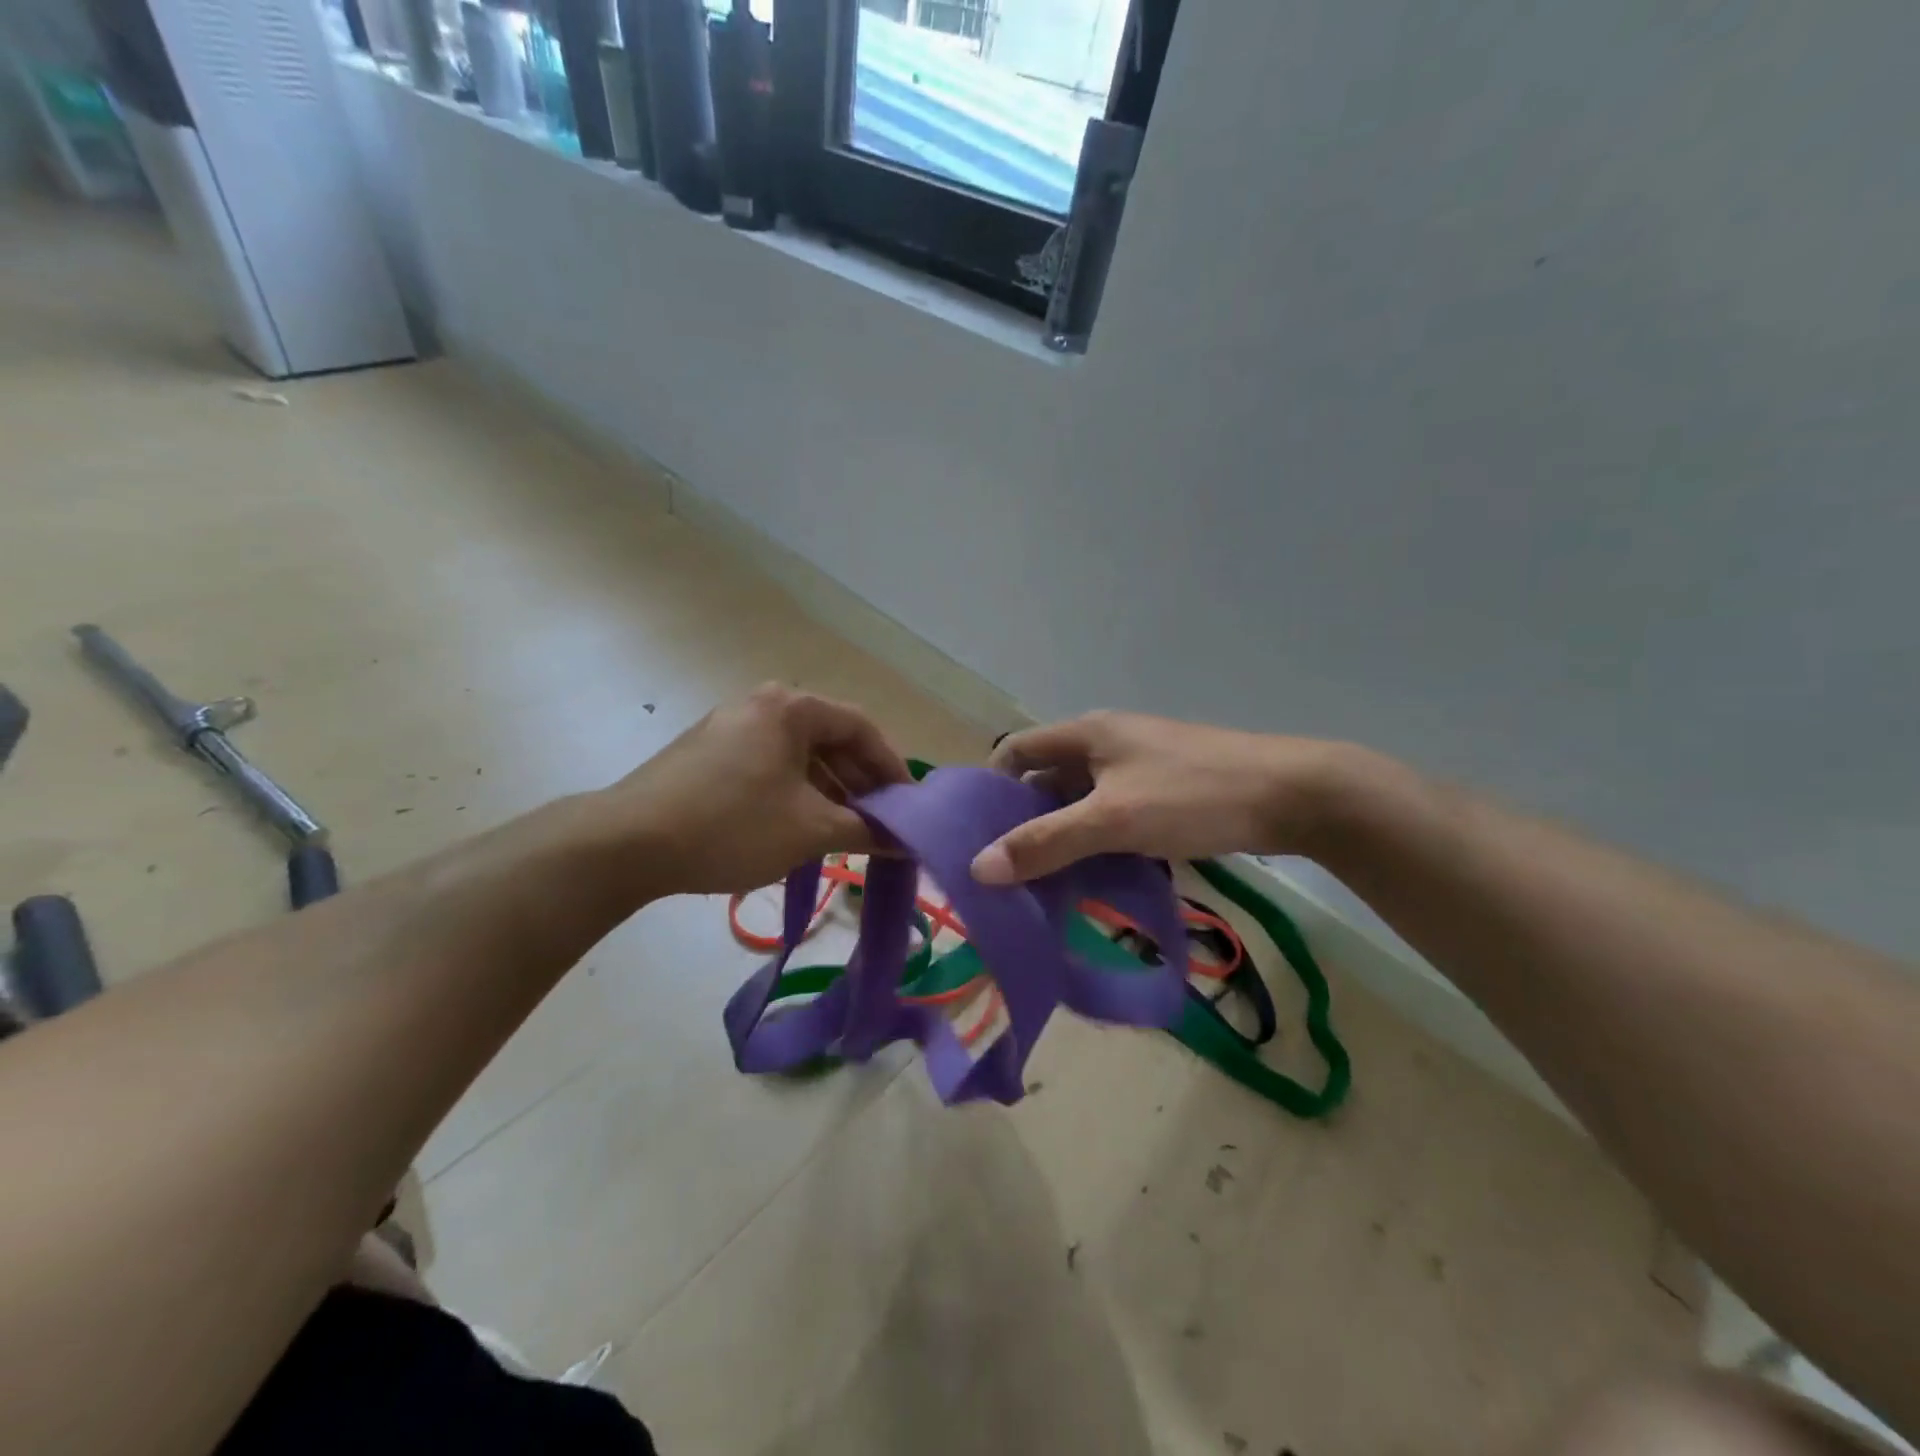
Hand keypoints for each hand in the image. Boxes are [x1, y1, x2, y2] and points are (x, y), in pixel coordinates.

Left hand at [607, 684, 909, 896]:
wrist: (627, 843)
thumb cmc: (732, 825)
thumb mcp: (810, 829)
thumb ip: (867, 831)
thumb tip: (908, 842)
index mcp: (790, 707)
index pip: (861, 728)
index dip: (892, 768)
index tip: (907, 807)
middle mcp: (761, 706)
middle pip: (830, 740)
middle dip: (860, 784)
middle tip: (880, 824)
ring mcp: (729, 728)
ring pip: (799, 757)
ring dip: (829, 793)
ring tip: (845, 833)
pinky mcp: (707, 755)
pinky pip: (769, 767)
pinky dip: (795, 794)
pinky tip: (800, 829)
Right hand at [970, 711, 1362, 884]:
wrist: (1294, 794)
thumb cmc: (1193, 795)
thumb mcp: (1112, 820)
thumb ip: (1045, 842)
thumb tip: (977, 867)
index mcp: (1086, 734)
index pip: (1016, 750)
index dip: (991, 786)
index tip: (976, 835)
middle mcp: (1106, 743)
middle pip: (1046, 779)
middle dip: (1024, 821)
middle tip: (1007, 873)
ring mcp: (1138, 767)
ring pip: (1081, 801)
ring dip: (1062, 836)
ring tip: (1044, 886)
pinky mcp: (1165, 791)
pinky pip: (1113, 815)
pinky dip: (1097, 841)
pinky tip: (1096, 878)